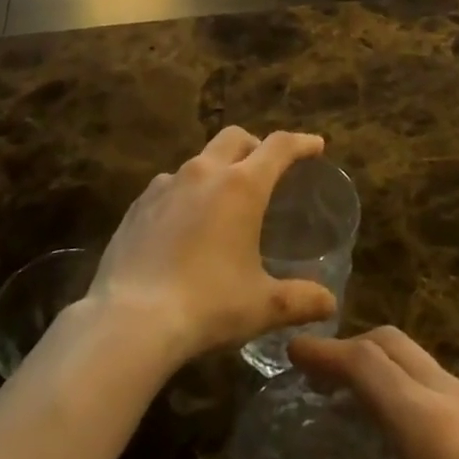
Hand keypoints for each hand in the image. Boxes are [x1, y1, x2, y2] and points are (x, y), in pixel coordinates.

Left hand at [84, 127, 337, 366]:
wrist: (129, 321)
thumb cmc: (207, 306)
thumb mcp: (262, 306)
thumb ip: (300, 300)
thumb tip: (329, 304)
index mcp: (241, 186)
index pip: (279, 147)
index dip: (301, 143)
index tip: (315, 146)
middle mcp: (204, 172)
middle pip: (235, 137)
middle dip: (255, 145)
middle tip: (267, 169)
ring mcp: (166, 185)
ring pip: (200, 160)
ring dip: (218, 169)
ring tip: (223, 203)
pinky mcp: (138, 205)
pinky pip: (169, 185)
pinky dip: (186, 193)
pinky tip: (184, 226)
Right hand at [294, 329, 458, 458]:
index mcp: (430, 428)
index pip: (366, 365)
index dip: (325, 353)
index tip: (290, 350)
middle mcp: (458, 403)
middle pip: (395, 346)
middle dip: (352, 348)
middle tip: (316, 376)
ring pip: (423, 363)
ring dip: (384, 367)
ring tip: (354, 403)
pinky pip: (444, 387)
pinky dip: (411, 388)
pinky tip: (406, 439)